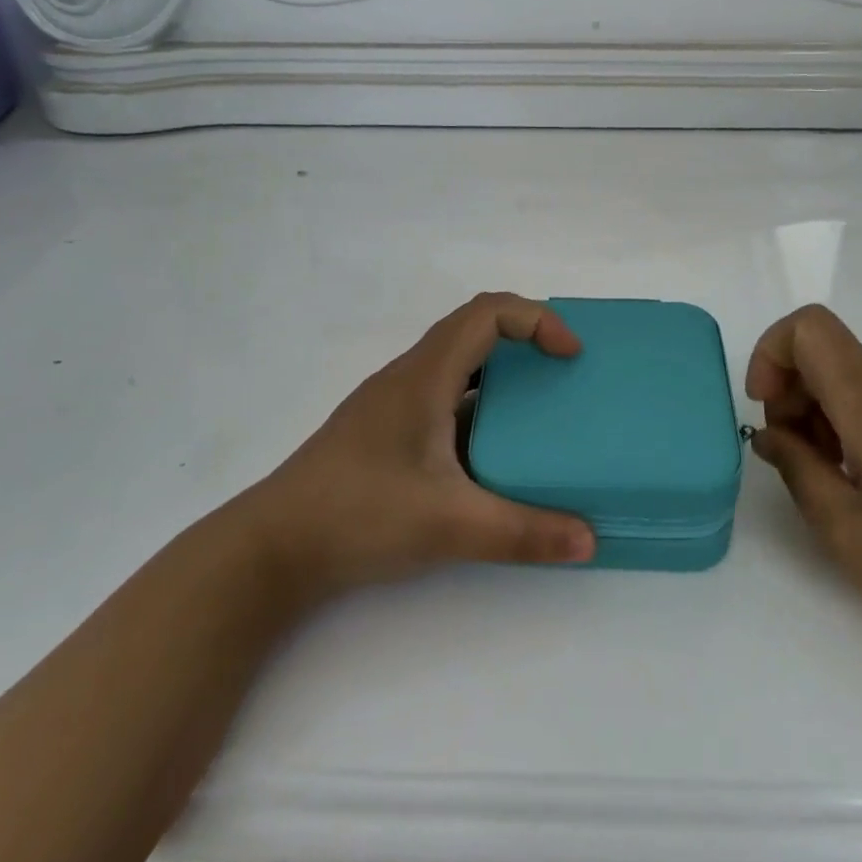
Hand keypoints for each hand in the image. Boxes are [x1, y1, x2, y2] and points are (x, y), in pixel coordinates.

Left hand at [246, 294, 596, 602]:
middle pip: (473, 331)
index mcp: (425, 376)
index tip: (570, 356)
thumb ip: (523, 533)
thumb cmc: (359, 515)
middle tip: (562, 376)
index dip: (536, 319)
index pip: (487, 312)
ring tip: (536, 413)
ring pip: (455, 366)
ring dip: (499, 376)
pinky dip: (476, 408)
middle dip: (524, 341)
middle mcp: (407, 377)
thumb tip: (589, 540)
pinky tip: (489, 454)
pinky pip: (441, 399)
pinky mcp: (382, 433)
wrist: (272, 549)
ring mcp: (391, 405)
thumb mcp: (450, 526)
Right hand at [746, 305, 861, 657]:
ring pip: (853, 378)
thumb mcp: (843, 527)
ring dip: (821, 414)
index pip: (808, 327)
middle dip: (791, 395)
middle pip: (826, 354)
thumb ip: (795, 467)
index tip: (767, 412)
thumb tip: (769, 433)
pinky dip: (853, 424)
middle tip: (793, 460)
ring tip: (831, 482)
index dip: (771, 356)